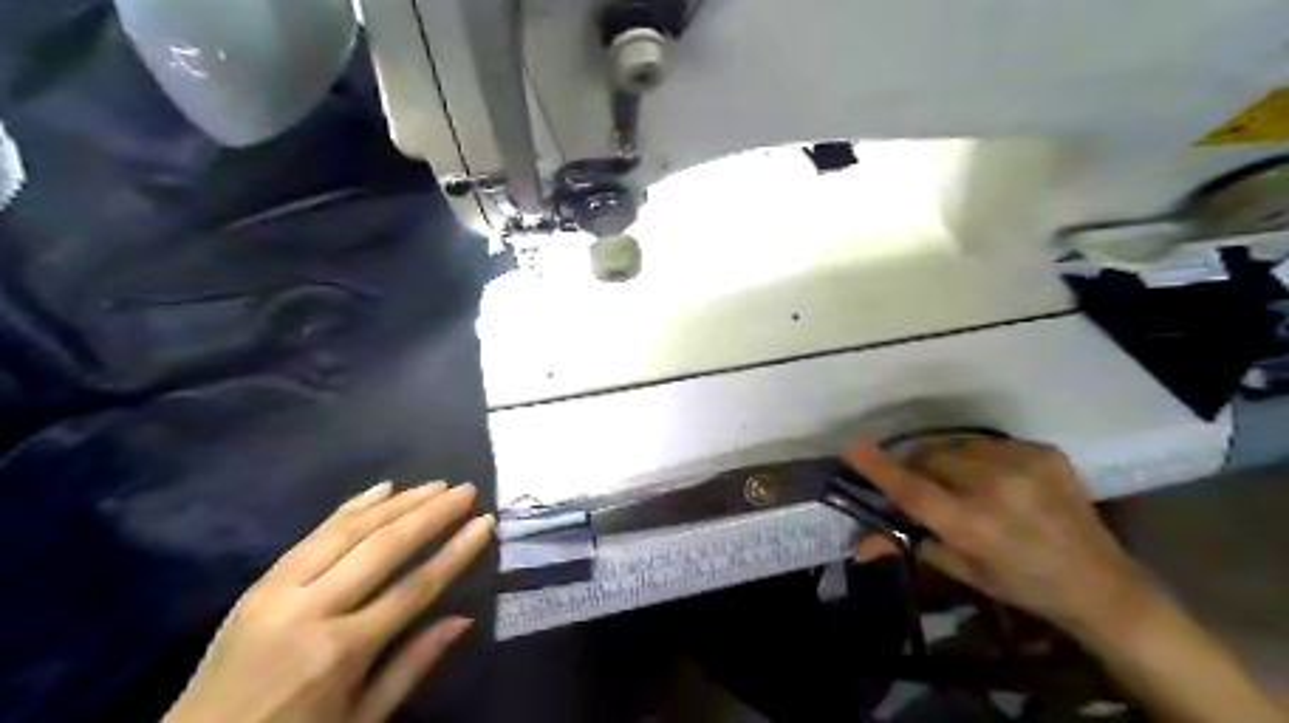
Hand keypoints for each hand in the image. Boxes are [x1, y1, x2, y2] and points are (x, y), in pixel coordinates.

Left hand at [163, 481, 495, 721]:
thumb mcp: (360, 719)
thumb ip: (413, 665)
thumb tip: (463, 619)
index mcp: (340, 651)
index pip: (415, 587)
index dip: (455, 552)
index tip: (484, 522)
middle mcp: (311, 610)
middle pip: (384, 548)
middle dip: (430, 514)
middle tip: (465, 490)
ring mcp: (278, 592)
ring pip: (349, 531)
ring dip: (397, 503)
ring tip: (435, 485)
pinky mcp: (258, 585)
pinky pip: (312, 535)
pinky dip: (350, 508)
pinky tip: (381, 489)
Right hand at [854, 434, 1154, 633]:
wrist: (1101, 583)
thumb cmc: (1022, 585)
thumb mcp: (962, 570)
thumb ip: (909, 544)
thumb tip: (857, 546)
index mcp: (973, 525)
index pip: (913, 490)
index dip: (880, 467)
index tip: (853, 446)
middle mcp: (996, 488)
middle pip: (930, 458)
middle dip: (914, 465)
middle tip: (916, 480)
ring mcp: (1024, 464)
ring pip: (956, 445)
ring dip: (944, 458)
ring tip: (957, 478)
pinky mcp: (1044, 451)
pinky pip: (988, 443)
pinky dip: (978, 456)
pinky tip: (994, 477)